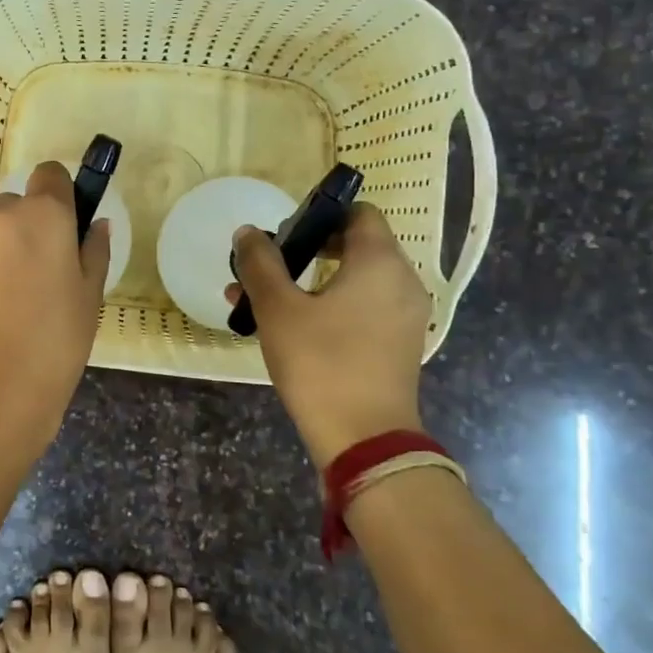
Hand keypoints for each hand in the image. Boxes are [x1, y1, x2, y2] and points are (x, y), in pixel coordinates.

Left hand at [0, 161, 109, 444]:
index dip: (60, 195)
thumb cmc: (54, 342)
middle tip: (40, 275)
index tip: (65, 227)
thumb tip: (97, 225)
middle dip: (28, 228)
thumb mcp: (89, 297)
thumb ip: (94, 251)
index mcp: (43, 214)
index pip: (51, 174)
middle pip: (17, 205)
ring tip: (7, 300)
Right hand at [227, 202, 430, 471]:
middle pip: (355, 245)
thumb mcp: (278, 309)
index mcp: (379, 262)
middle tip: (268, 267)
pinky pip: (363, 307)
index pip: (358, 212)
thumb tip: (248, 232)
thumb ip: (260, 263)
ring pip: (355, 280)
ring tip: (263, 300)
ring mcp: (404, 316)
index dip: (320, 214)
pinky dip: (331, 305)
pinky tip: (290, 326)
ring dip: (311, 281)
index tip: (285, 233)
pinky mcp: (398, 344)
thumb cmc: (320, 363)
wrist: (364, 439)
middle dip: (307, 250)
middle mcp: (402, 281)